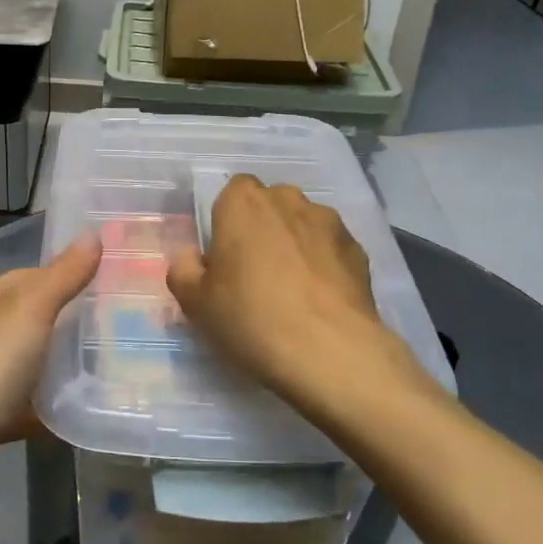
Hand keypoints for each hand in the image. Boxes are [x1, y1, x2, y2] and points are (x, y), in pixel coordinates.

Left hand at [0, 235, 100, 520]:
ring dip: (67, 365)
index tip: (113, 281)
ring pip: (36, 362)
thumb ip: (63, 275)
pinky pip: (34, 404)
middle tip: (123, 324)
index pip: (34, 276)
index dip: (71, 274)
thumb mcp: (30, 309)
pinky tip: (87, 405)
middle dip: (75, 321)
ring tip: (115, 363)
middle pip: (37, 319)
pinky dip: (56, 405)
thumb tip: (93, 234)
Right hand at [168, 176, 412, 414]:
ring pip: (303, 225)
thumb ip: (184, 270)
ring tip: (293, 291)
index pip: (233, 192)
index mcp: (243, 203)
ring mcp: (329, 222)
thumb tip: (190, 256)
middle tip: (255, 274)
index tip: (226, 257)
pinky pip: (331, 249)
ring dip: (295, 245)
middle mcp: (288, 200)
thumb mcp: (196, 303)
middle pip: (270, 205)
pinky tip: (320, 301)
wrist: (330, 352)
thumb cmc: (251, 319)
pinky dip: (324, 265)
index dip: (228, 222)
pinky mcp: (358, 249)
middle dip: (263, 229)